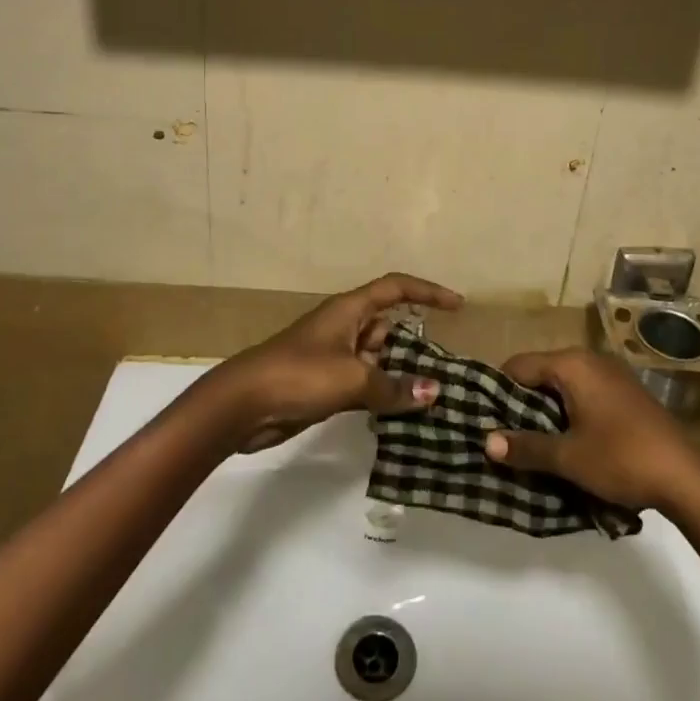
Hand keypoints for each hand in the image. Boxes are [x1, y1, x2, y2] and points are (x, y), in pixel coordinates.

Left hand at [200, 273, 461, 451]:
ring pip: (377, 356)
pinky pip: (364, 380)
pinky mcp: (325, 382)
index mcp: (349, 310)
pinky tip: (400, 411)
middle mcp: (344, 327)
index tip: (457, 306)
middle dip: (416, 343)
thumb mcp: (352, 379)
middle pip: (389, 325)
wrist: (242, 405)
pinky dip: (382, 391)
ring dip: (399, 372)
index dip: (428, 292)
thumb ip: (394, 386)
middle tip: (447, 367)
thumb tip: (434, 392)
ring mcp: (333, 355)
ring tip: (432, 395)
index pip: (396, 289)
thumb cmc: (298, 376)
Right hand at [484, 347, 699, 510]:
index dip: (498, 390)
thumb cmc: (621, 458)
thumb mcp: (568, 457)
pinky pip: (584, 394)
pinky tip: (567, 442)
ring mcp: (611, 375)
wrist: (687, 477)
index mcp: (572, 364)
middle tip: (505, 435)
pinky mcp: (625, 394)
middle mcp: (590, 360)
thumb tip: (487, 442)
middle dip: (522, 403)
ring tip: (531, 443)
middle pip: (541, 373)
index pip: (519, 365)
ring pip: (563, 386)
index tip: (486, 418)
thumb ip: (525, 447)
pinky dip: (570, 413)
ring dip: (546, 411)